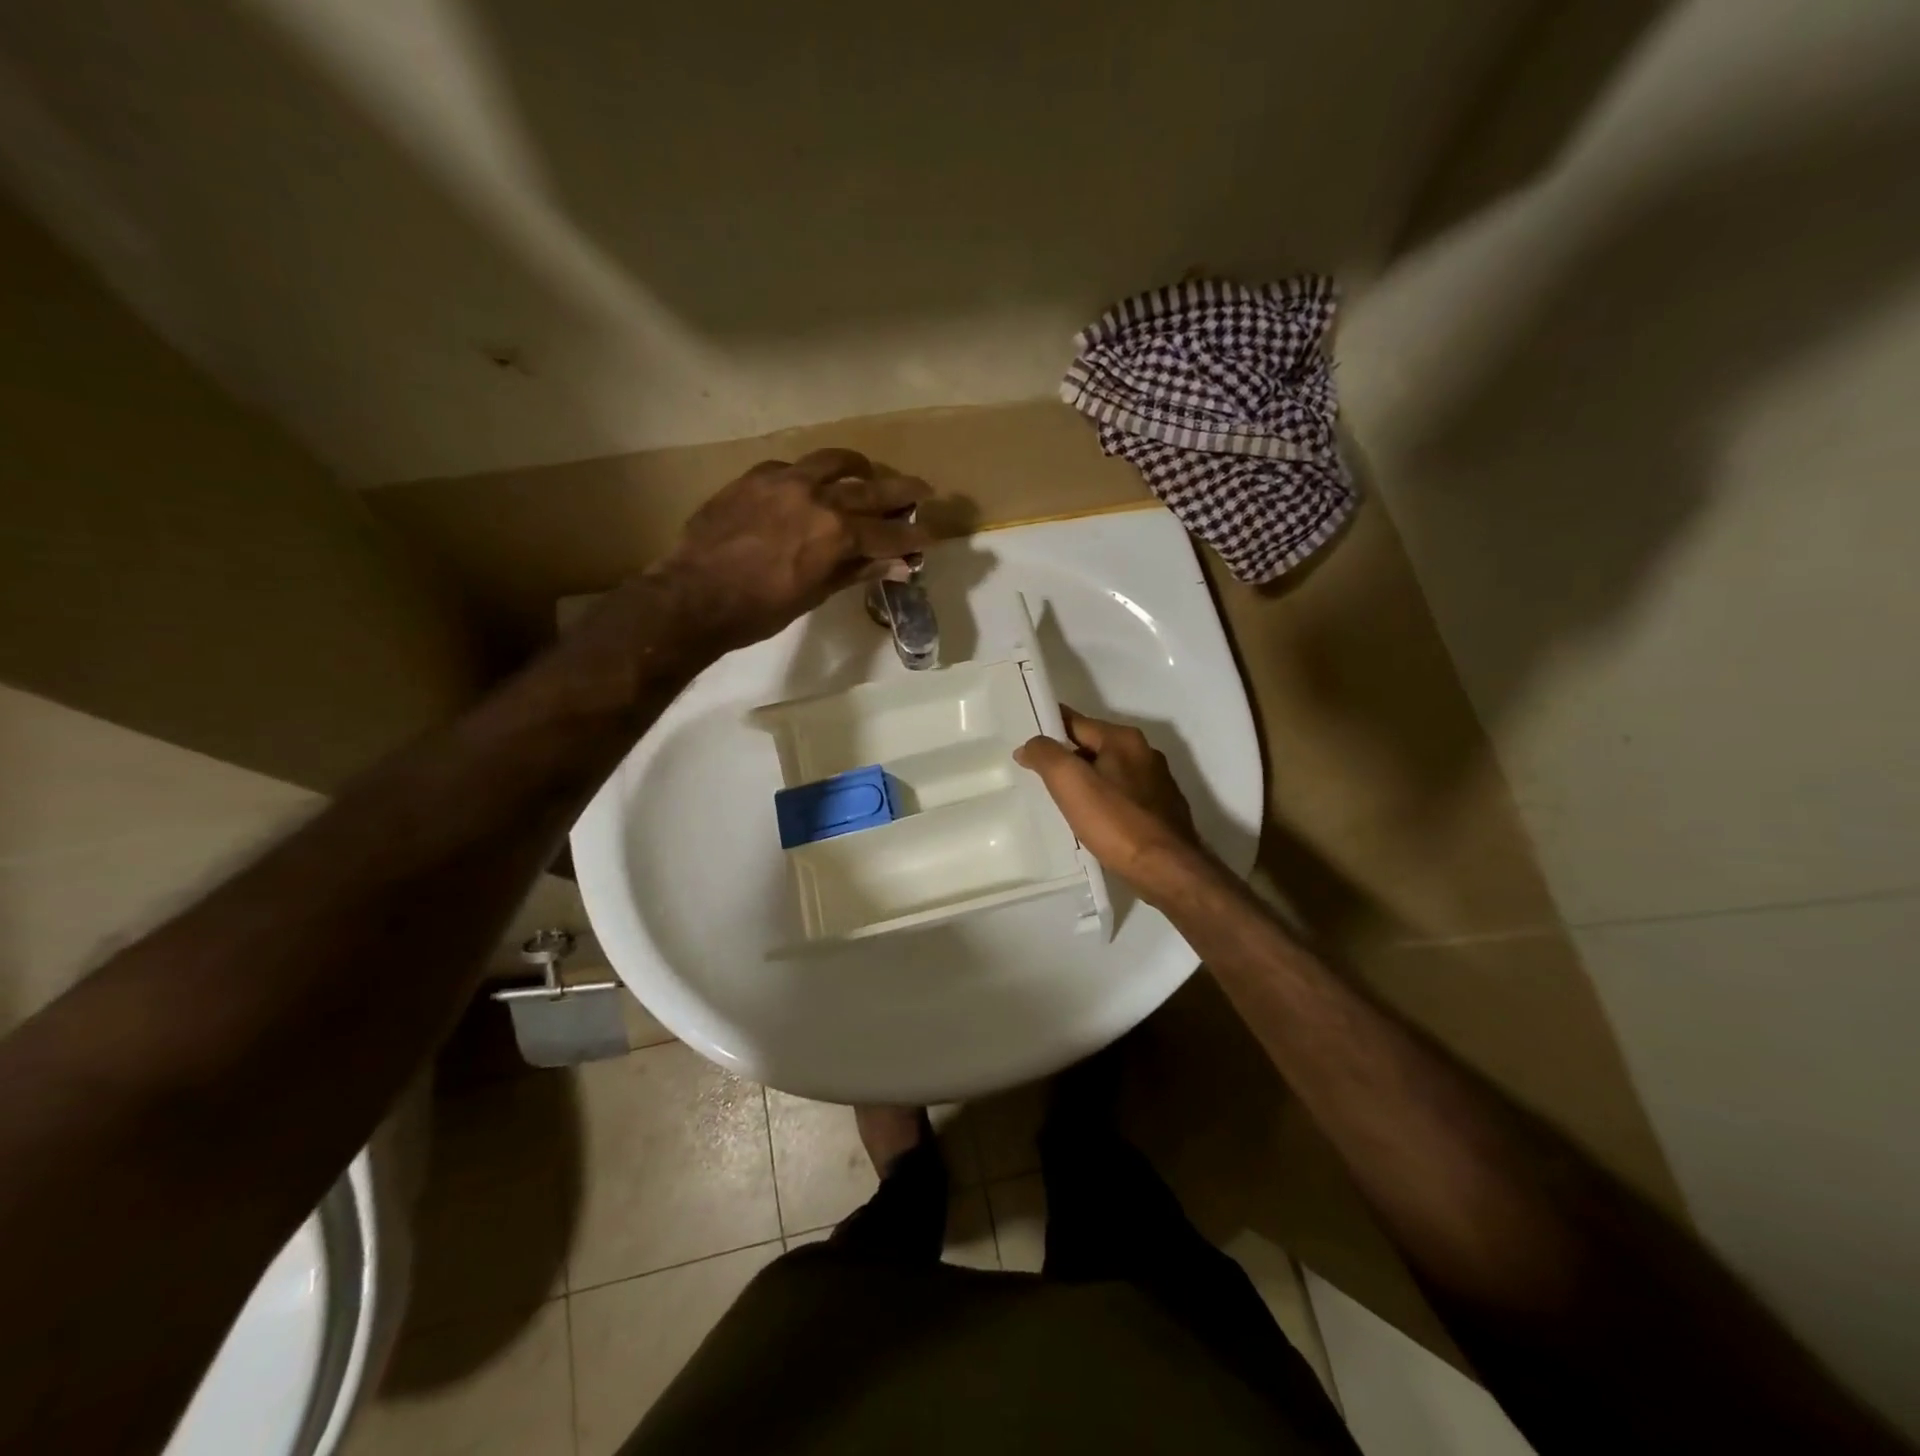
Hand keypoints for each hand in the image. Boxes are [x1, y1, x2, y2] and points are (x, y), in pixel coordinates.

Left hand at [658, 449, 931, 651]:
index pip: (888, 531)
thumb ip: (858, 571)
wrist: (694, 596)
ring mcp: (785, 480)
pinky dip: (813, 474)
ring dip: (858, 467)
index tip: (933, 533)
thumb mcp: (815, 594)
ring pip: (834, 460)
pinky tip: (810, 486)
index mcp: (836, 533)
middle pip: (872, 487)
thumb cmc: (759, 610)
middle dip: (902, 490)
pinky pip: (795, 465)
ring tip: (867, 473)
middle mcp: (817, 496)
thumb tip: (899, 566)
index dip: (914, 535)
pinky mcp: (756, 476)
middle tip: (923, 491)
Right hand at [1014, 707, 1201, 891]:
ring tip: (1063, 802)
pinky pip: (1124, 796)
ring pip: (1110, 772)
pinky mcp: (1163, 810)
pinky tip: (1095, 821)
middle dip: (1067, 757)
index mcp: (1124, 739)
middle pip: (1094, 746)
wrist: (1168, 870)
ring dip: (1087, 781)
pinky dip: (1106, 801)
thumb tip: (1030, 745)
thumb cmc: (1116, 822)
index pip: (1076, 721)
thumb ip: (1046, 755)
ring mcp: (1158, 783)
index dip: (1049, 729)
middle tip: (1040, 776)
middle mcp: (1145, 753)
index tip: (1027, 742)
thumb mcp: (1070, 782)